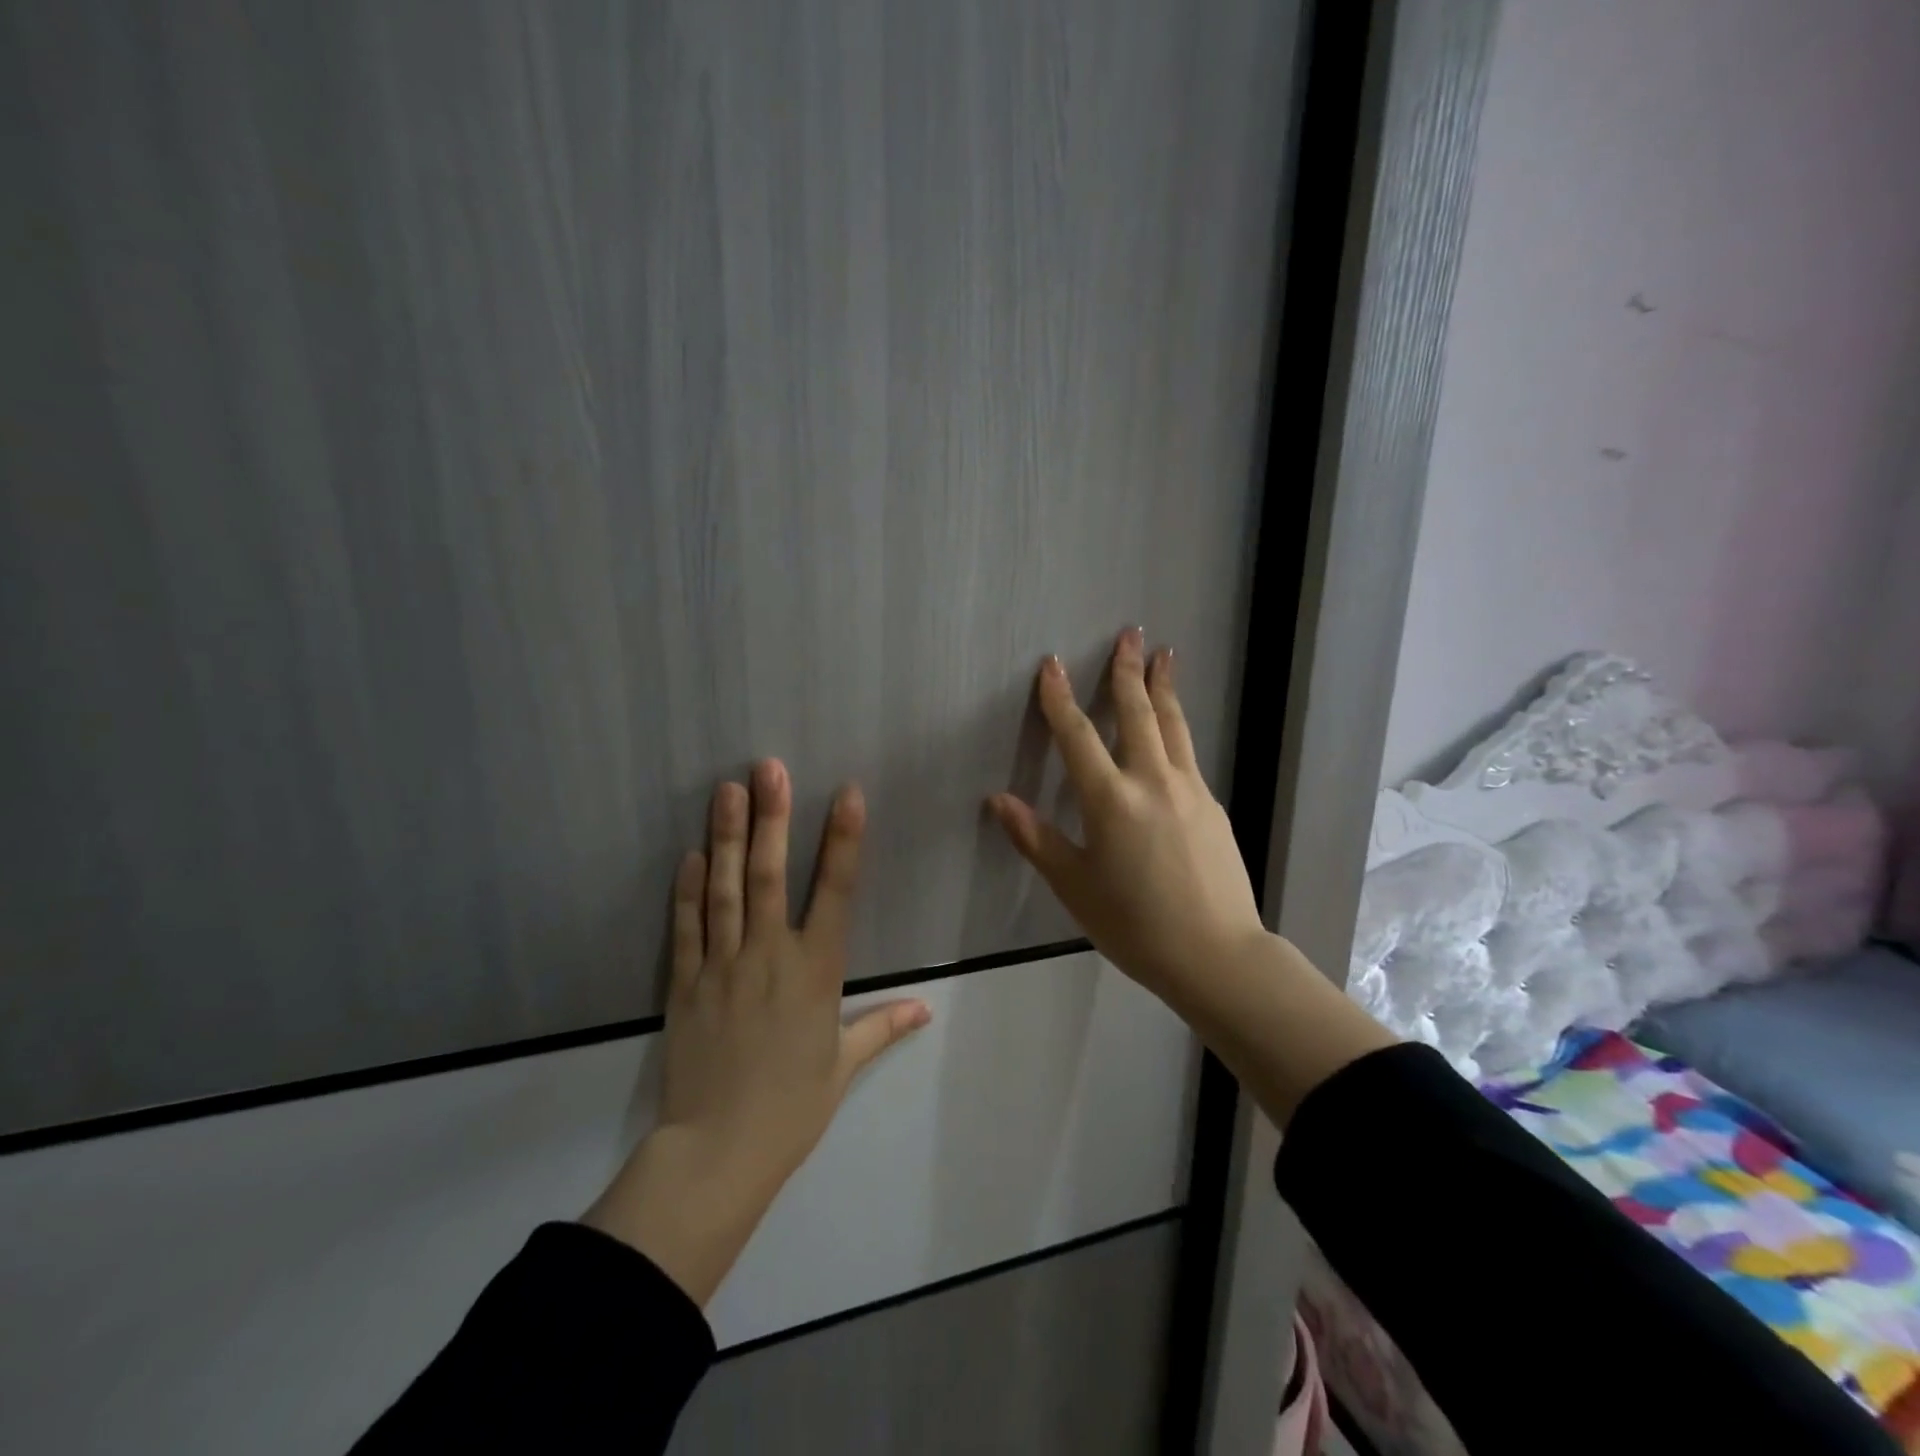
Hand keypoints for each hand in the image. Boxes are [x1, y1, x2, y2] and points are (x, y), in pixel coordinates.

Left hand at [584, 761, 930, 1304]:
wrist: (719, 1151)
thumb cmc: (792, 1107)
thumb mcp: (843, 1065)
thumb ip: (883, 1026)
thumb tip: (926, 1009)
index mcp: (816, 970)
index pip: (837, 891)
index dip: (843, 839)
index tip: (846, 793)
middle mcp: (770, 955)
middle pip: (771, 876)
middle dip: (772, 817)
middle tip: (768, 768)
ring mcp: (723, 965)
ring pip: (726, 890)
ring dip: (726, 837)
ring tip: (727, 790)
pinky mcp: (685, 983)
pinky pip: (687, 928)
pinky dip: (688, 890)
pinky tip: (690, 855)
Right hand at [989, 629, 1395, 1122]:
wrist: (1217, 954)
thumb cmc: (1134, 925)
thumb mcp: (1075, 887)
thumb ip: (1036, 839)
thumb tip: (998, 800)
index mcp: (1110, 800)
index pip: (1077, 735)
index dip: (1060, 698)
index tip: (1053, 664)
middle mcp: (1151, 781)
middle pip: (1137, 713)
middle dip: (1128, 670)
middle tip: (1131, 633)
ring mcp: (1189, 789)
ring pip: (1173, 725)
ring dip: (1162, 687)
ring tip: (1164, 655)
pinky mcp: (1211, 805)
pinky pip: (1188, 754)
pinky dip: (1176, 727)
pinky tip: (1174, 728)